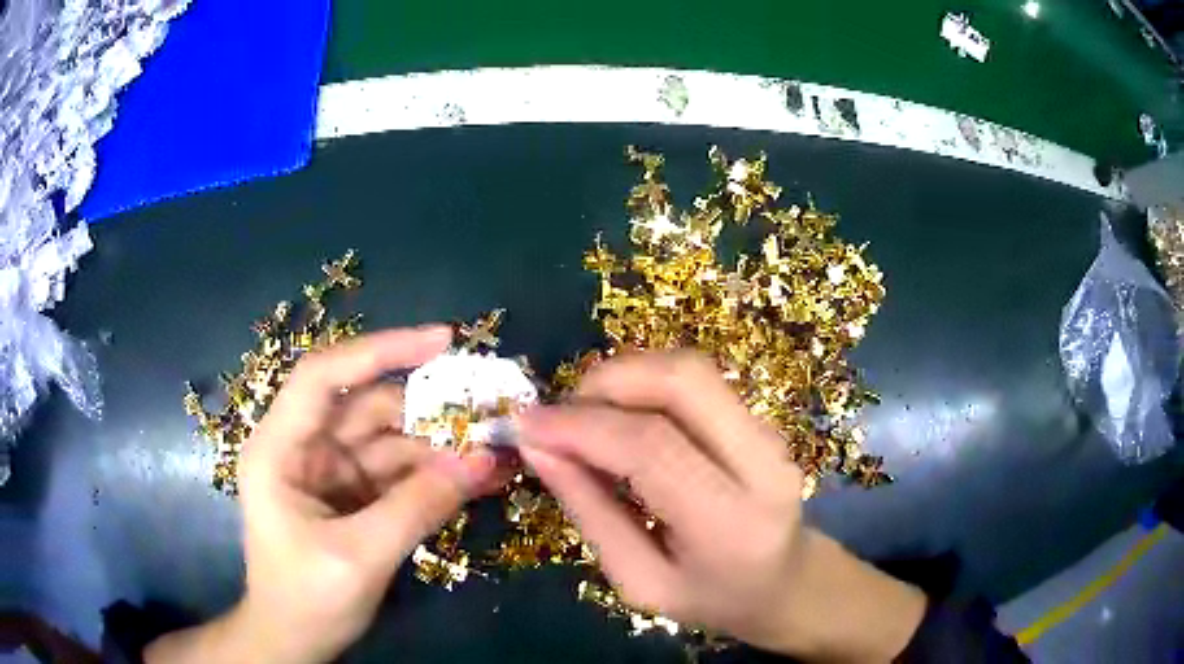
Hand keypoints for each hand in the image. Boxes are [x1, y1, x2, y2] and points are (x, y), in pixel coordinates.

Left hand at [147, 326, 499, 663]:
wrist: (295, 643)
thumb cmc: (306, 600)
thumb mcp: (360, 556)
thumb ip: (419, 506)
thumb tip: (484, 460)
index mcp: (281, 448)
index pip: (325, 376)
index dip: (381, 349)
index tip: (443, 340)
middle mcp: (305, 449)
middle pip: (369, 407)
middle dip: (429, 409)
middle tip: (492, 409)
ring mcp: (332, 473)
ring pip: (392, 442)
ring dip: (442, 445)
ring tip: (499, 449)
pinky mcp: (355, 497)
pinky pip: (401, 474)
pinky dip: (438, 475)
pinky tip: (479, 477)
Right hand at [519, 351, 926, 661]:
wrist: (787, 583)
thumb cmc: (712, 599)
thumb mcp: (639, 581)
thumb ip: (590, 512)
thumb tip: (538, 448)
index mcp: (732, 523)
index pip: (652, 448)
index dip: (580, 426)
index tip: (525, 425)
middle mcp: (763, 462)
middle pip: (682, 380)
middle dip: (607, 381)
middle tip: (562, 414)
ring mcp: (771, 432)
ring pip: (691, 369)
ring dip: (626, 377)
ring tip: (587, 416)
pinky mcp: (763, 418)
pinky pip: (697, 382)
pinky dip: (647, 386)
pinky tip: (623, 419)